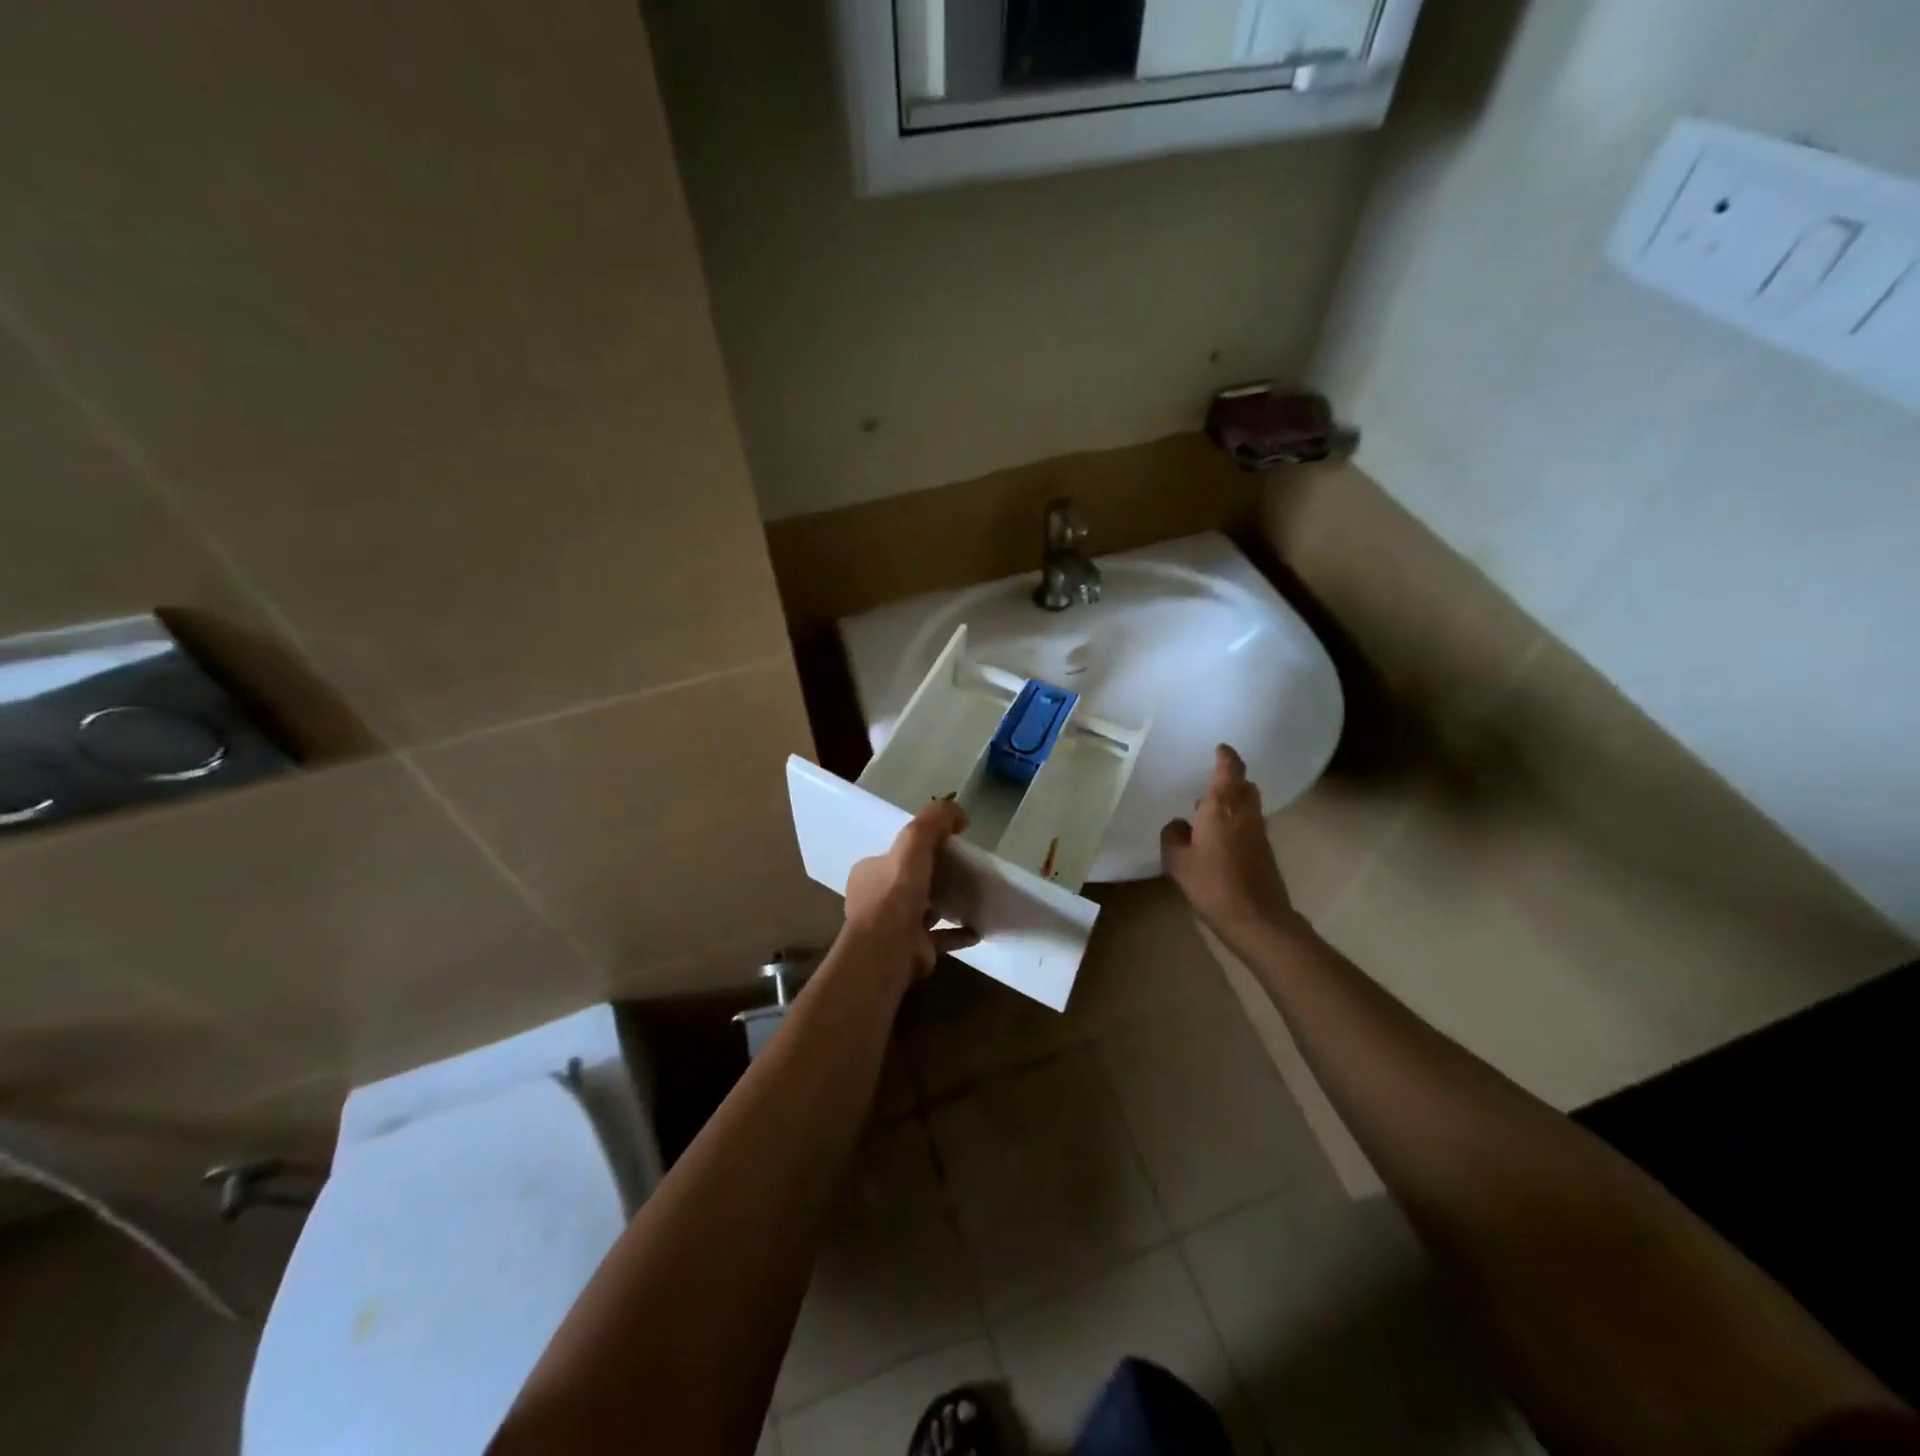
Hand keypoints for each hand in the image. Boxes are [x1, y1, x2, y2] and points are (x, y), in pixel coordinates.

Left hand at [843, 798, 977, 981]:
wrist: (888, 950)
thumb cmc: (896, 893)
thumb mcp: (913, 842)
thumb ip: (934, 820)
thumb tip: (958, 812)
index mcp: (869, 873)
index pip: (893, 855)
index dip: (917, 848)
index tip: (945, 844)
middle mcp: (875, 900)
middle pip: (909, 882)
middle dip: (933, 876)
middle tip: (963, 869)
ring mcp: (893, 928)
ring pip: (923, 910)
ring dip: (945, 904)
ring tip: (973, 896)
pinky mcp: (912, 949)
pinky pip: (940, 937)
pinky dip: (958, 932)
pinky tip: (978, 928)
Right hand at [1162, 745, 1301, 938]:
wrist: (1257, 919)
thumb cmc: (1213, 884)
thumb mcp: (1178, 861)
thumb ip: (1173, 836)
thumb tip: (1179, 825)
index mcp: (1222, 808)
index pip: (1230, 770)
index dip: (1226, 756)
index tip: (1220, 748)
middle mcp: (1245, 813)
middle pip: (1245, 786)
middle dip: (1231, 779)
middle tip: (1210, 783)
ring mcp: (1259, 833)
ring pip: (1249, 806)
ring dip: (1234, 802)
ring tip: (1209, 813)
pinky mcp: (1265, 852)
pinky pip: (1250, 825)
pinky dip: (1237, 822)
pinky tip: (1218, 840)